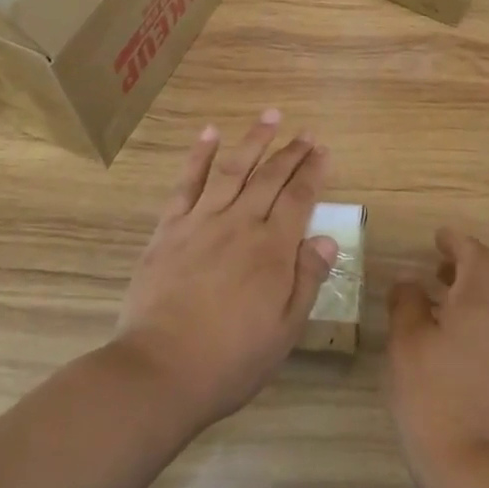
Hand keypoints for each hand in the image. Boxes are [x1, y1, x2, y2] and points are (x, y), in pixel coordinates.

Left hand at [113, 110, 335, 427]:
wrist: (161, 371)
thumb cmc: (232, 359)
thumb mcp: (284, 329)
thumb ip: (307, 279)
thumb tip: (326, 238)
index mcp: (273, 249)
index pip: (300, 199)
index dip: (313, 172)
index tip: (323, 151)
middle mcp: (240, 224)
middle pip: (270, 178)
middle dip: (291, 152)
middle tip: (305, 132)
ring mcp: (202, 222)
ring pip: (233, 169)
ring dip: (253, 140)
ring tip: (270, 116)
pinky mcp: (170, 229)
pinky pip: (186, 184)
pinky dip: (199, 156)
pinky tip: (209, 134)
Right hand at [387, 228, 488, 483]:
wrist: (468, 461)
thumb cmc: (432, 392)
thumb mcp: (407, 340)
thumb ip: (407, 302)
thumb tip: (408, 281)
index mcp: (478, 301)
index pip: (476, 255)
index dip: (456, 241)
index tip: (437, 235)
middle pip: (487, 276)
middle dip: (463, 262)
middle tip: (435, 258)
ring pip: (487, 301)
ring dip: (464, 287)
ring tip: (432, 289)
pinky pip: (484, 324)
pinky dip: (464, 311)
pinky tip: (437, 328)